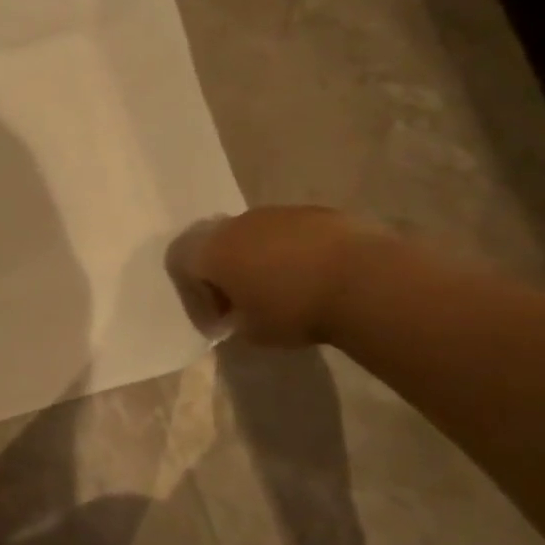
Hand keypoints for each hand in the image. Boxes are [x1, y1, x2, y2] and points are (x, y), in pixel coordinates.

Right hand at [166, 206, 389, 346]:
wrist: (365, 281)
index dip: (192, 294)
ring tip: (280, 290)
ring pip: (251, 235)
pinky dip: (289, 253)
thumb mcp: (253, 332)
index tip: (217, 322)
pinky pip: (287, 233)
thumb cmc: (295, 310)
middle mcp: (235, 224)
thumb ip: (235, 321)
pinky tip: (311, 277)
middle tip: (241, 303)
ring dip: (255, 260)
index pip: (179, 263)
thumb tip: (238, 315)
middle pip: (213, 243)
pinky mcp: (313, 213)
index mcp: (211, 250)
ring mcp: (275, 213)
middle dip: (221, 272)